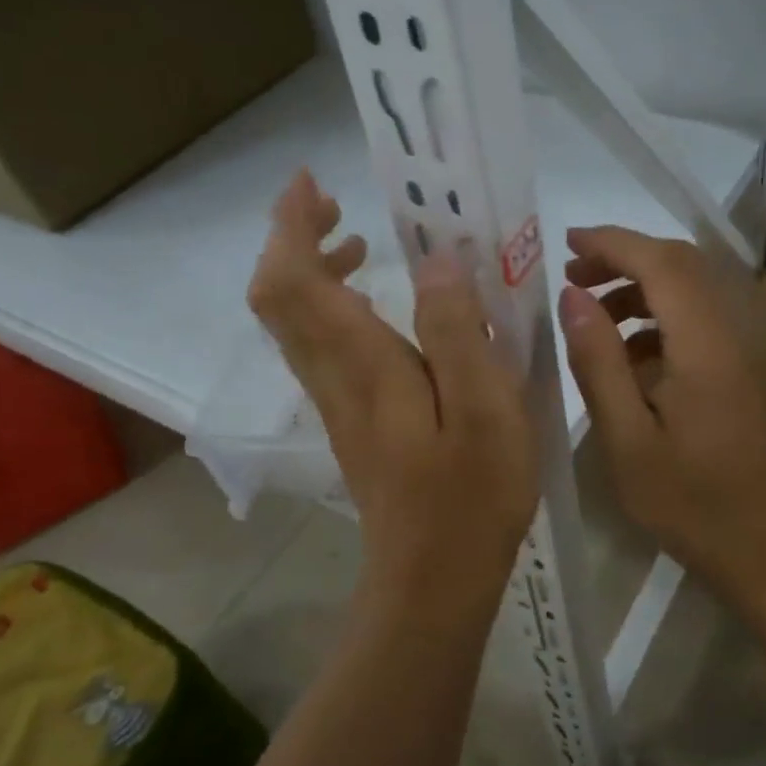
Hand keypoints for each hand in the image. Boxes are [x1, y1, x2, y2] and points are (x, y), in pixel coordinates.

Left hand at [247, 173, 537, 618]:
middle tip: (336, 205)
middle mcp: (334, 379)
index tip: (311, 182)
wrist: (434, 584)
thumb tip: (436, 260)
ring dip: (315, 272)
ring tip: (364, 244)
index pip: (292, 283)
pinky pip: (322, 349)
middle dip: (294, 240)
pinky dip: (336, 309)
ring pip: (298, 324)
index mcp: (363, 367)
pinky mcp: (353, 424)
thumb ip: (456, 331)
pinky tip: (384, 310)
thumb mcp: (484, 409)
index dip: (289, 226)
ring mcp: (337, 405)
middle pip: (280, 299)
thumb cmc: (470, 497)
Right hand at [558, 227, 765, 604]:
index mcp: (705, 346)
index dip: (612, 242)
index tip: (565, 243)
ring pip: (691, 289)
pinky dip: (657, 318)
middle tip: (572, 276)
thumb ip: (598, 362)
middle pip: (682, 264)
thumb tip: (572, 297)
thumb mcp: (626, 439)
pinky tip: (627, 356)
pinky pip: (698, 321)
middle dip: (624, 257)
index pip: (661, 262)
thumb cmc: (689, 502)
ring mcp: (743, 351)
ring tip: (591, 313)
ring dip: (640, 287)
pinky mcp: (742, 371)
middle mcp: (733, 333)